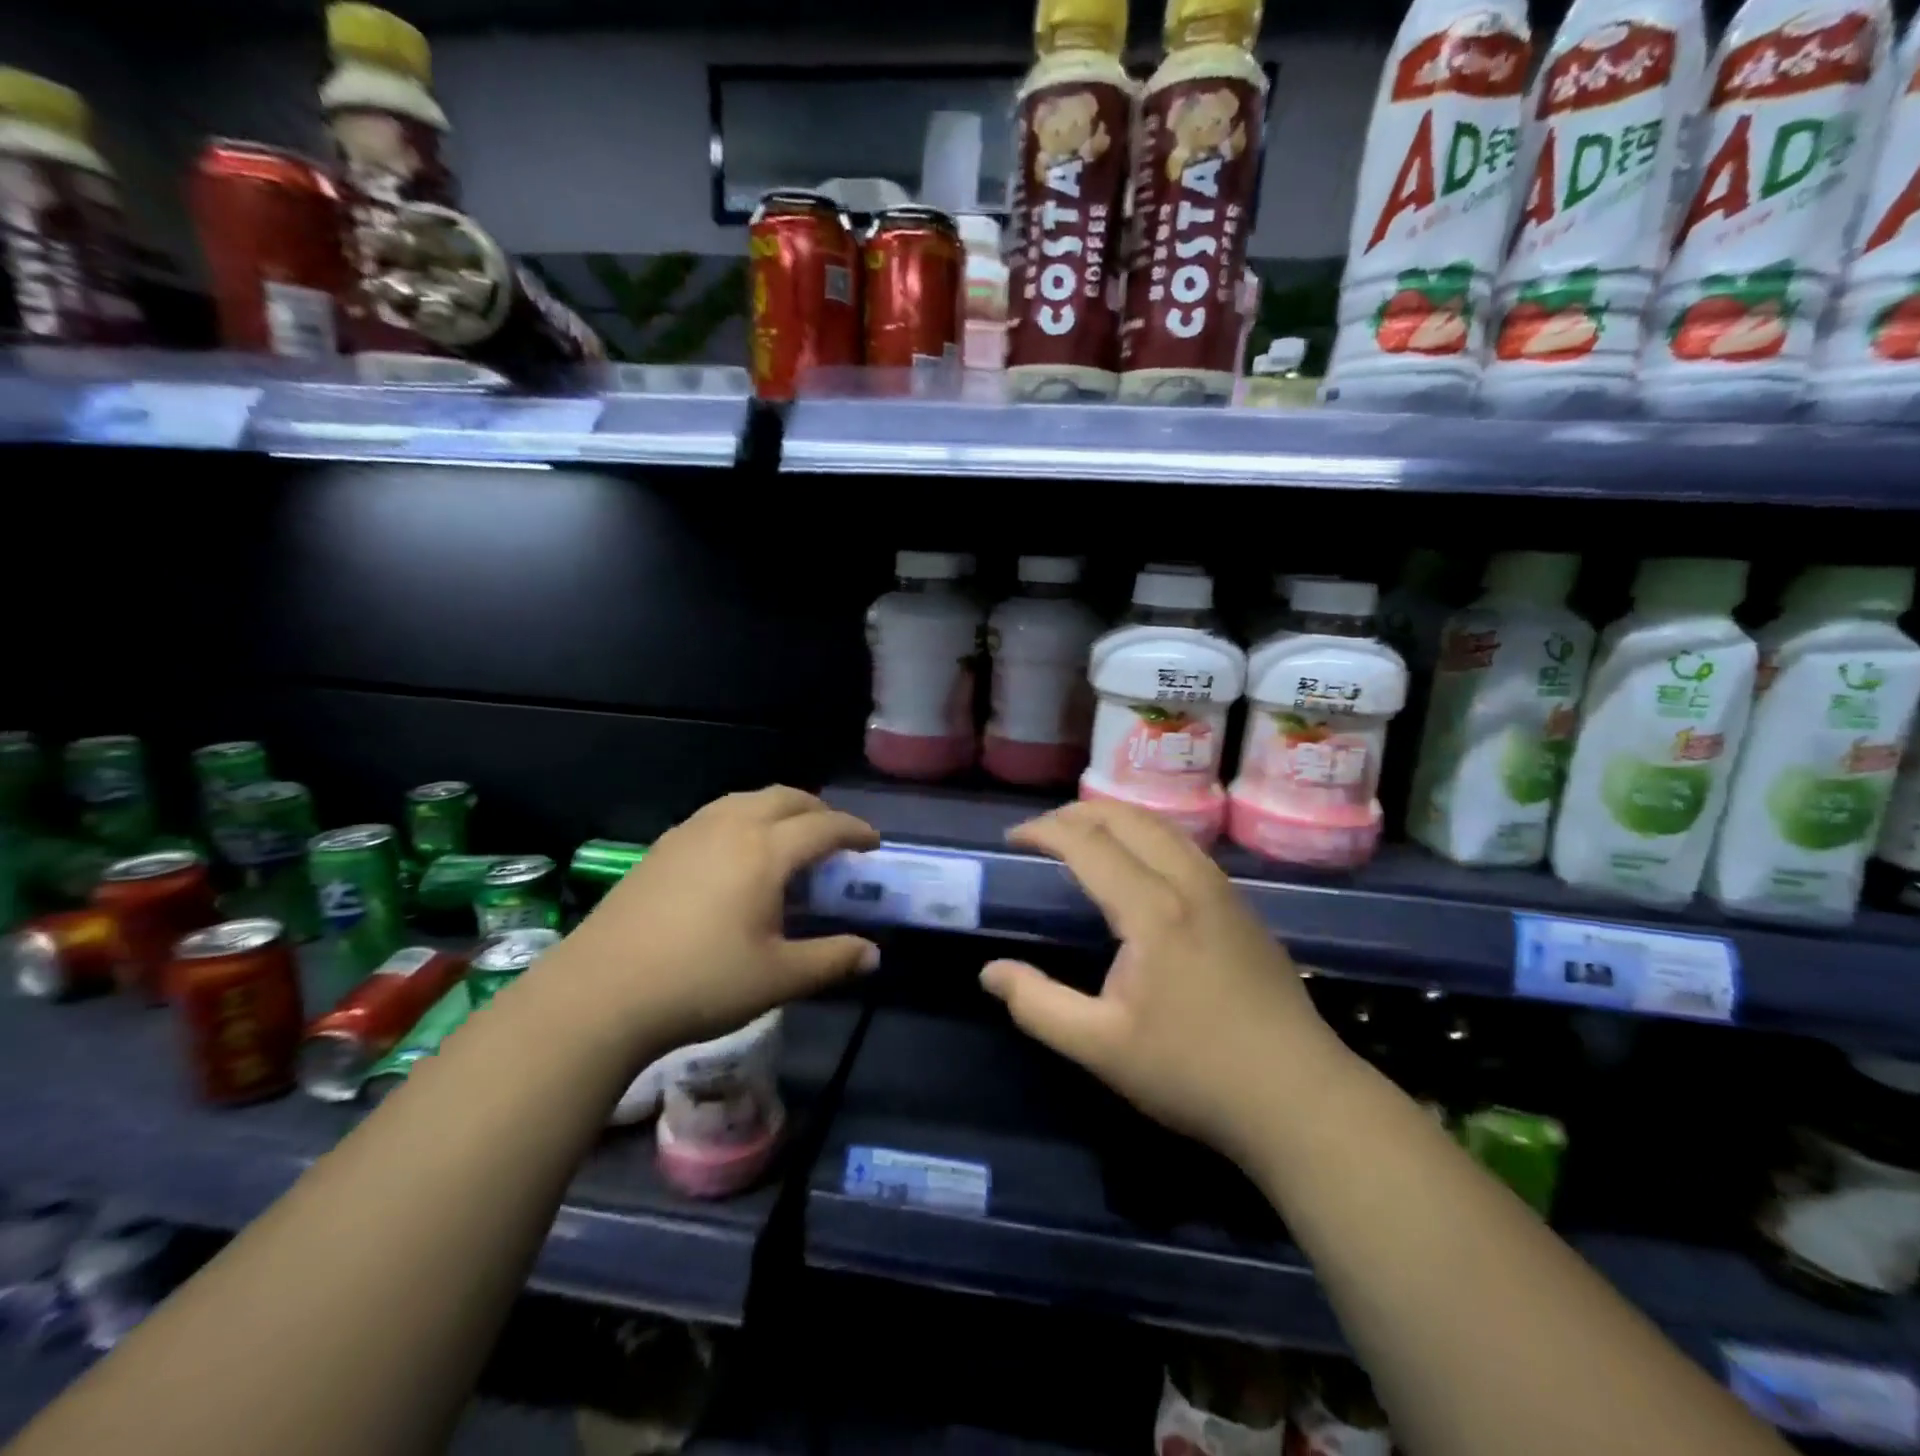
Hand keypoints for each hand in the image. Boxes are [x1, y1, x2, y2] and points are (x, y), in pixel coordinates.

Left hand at [549, 787, 879, 1052]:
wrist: (599, 993)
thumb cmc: (700, 983)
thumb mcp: (778, 978)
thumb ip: (832, 960)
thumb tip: (873, 954)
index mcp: (764, 851)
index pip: (823, 826)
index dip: (854, 830)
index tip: (872, 843)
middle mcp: (730, 826)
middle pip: (786, 797)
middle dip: (819, 810)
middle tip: (835, 836)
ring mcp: (690, 832)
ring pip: (747, 799)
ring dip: (780, 809)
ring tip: (789, 838)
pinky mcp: (661, 847)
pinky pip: (718, 814)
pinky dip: (745, 818)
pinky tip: (737, 854)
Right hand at [980, 801, 1345, 1161]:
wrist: (1300, 1097)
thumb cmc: (1194, 1072)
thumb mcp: (1101, 1048)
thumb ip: (1039, 1006)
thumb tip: (990, 972)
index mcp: (1152, 908)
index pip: (1088, 842)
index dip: (1044, 831)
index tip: (1012, 839)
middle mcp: (1188, 882)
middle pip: (1127, 817)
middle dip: (1077, 813)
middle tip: (1041, 832)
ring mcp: (1222, 890)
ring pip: (1162, 825)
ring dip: (1115, 818)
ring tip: (1082, 836)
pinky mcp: (1242, 906)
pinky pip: (1184, 845)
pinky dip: (1146, 834)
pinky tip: (1138, 864)